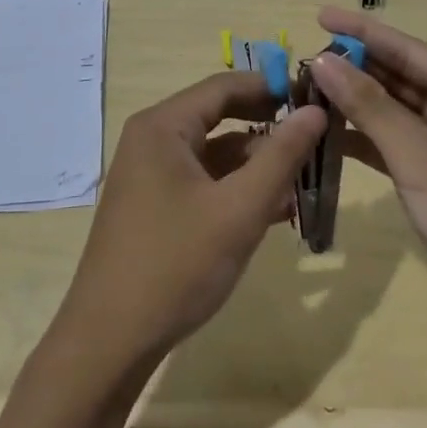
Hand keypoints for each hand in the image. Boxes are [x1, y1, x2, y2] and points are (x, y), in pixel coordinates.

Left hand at [53, 72, 326, 370]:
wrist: (110, 342)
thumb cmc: (176, 265)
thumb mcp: (239, 210)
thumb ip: (281, 156)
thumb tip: (315, 111)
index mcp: (163, 126)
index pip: (224, 86)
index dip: (271, 87)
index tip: (316, 99)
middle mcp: (152, 139)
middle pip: (219, 116)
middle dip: (267, 128)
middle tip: (315, 139)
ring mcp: (150, 173)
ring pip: (213, 153)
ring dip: (256, 164)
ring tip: (302, 182)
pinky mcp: (153, 204)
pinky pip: (202, 181)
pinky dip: (235, 189)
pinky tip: (272, 212)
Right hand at [308, 8, 426, 304]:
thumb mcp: (418, 155)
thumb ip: (368, 105)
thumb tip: (322, 59)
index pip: (406, 48)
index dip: (361, 31)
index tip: (318, 14)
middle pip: (402, 77)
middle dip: (355, 69)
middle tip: (303, 61)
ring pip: (398, 113)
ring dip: (358, 106)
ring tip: (309, 94)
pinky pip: (401, 146)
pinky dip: (369, 141)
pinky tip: (333, 137)